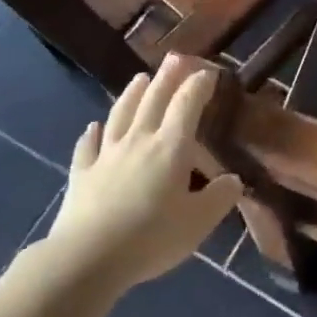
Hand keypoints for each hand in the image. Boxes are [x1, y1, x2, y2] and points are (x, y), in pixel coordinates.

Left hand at [47, 56, 242, 292]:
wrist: (87, 258)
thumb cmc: (151, 238)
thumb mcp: (198, 223)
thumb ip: (219, 198)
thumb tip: (234, 180)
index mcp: (171, 147)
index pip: (187, 104)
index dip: (199, 84)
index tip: (209, 72)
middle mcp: (138, 140)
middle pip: (153, 100)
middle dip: (167, 77)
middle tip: (175, 57)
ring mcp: (106, 155)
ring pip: (120, 114)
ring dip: (131, 94)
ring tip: (139, 77)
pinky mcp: (82, 174)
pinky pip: (87, 147)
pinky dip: (91, 134)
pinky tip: (92, 127)